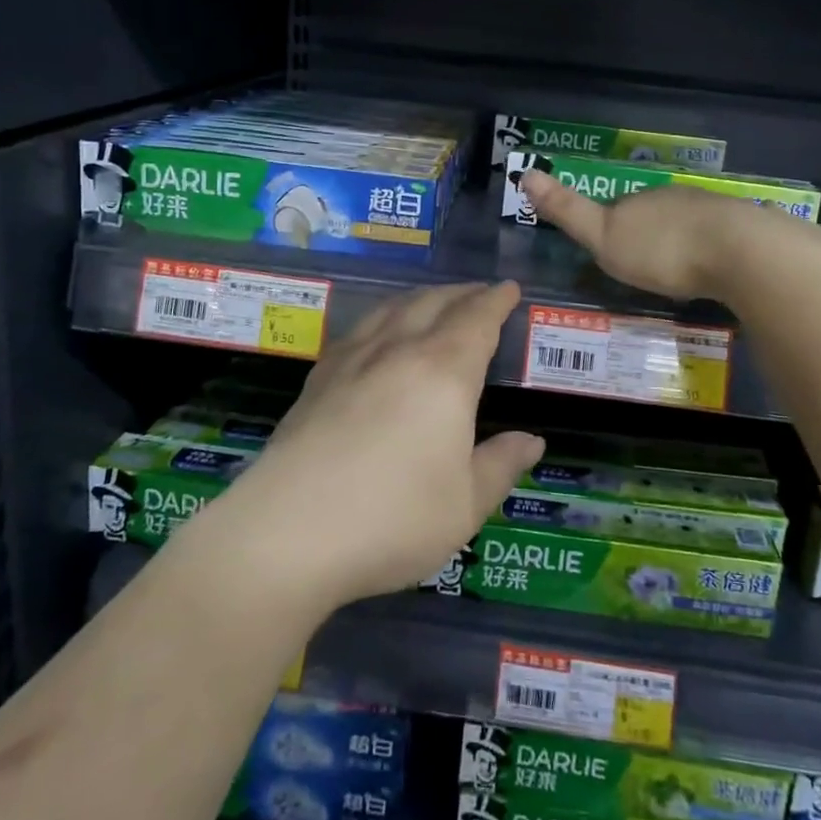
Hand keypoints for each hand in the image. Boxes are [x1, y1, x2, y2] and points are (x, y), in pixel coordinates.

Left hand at [214, 282, 543, 609]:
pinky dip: (384, 317)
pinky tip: (378, 333)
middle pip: (434, 303)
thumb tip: (532, 441)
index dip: (496, 300)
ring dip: (422, 297)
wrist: (288, 531)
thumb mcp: (465, 504)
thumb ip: (501, 465)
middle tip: (480, 293)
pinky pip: (360, 329)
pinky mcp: (318, 378)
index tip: (509, 288)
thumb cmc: (393, 519)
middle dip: (462, 293)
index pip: (477, 319)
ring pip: (393, 309)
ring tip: (434, 302)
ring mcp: (352, 360)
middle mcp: (398, 351)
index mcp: (444, 372)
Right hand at [519, 169, 772, 301]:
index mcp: (639, 200)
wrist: (740, 252)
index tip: (609, 250)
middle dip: (648, 234)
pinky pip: (720, 237)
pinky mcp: (746, 228)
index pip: (617, 208)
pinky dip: (712, 250)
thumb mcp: (603, 237)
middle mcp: (674, 198)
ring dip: (681, 242)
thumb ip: (568, 210)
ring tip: (679, 271)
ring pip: (688, 224)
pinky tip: (715, 268)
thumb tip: (525, 173)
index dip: (610, 227)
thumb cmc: (662, 249)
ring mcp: (713, 210)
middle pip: (653, 215)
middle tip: (644, 266)